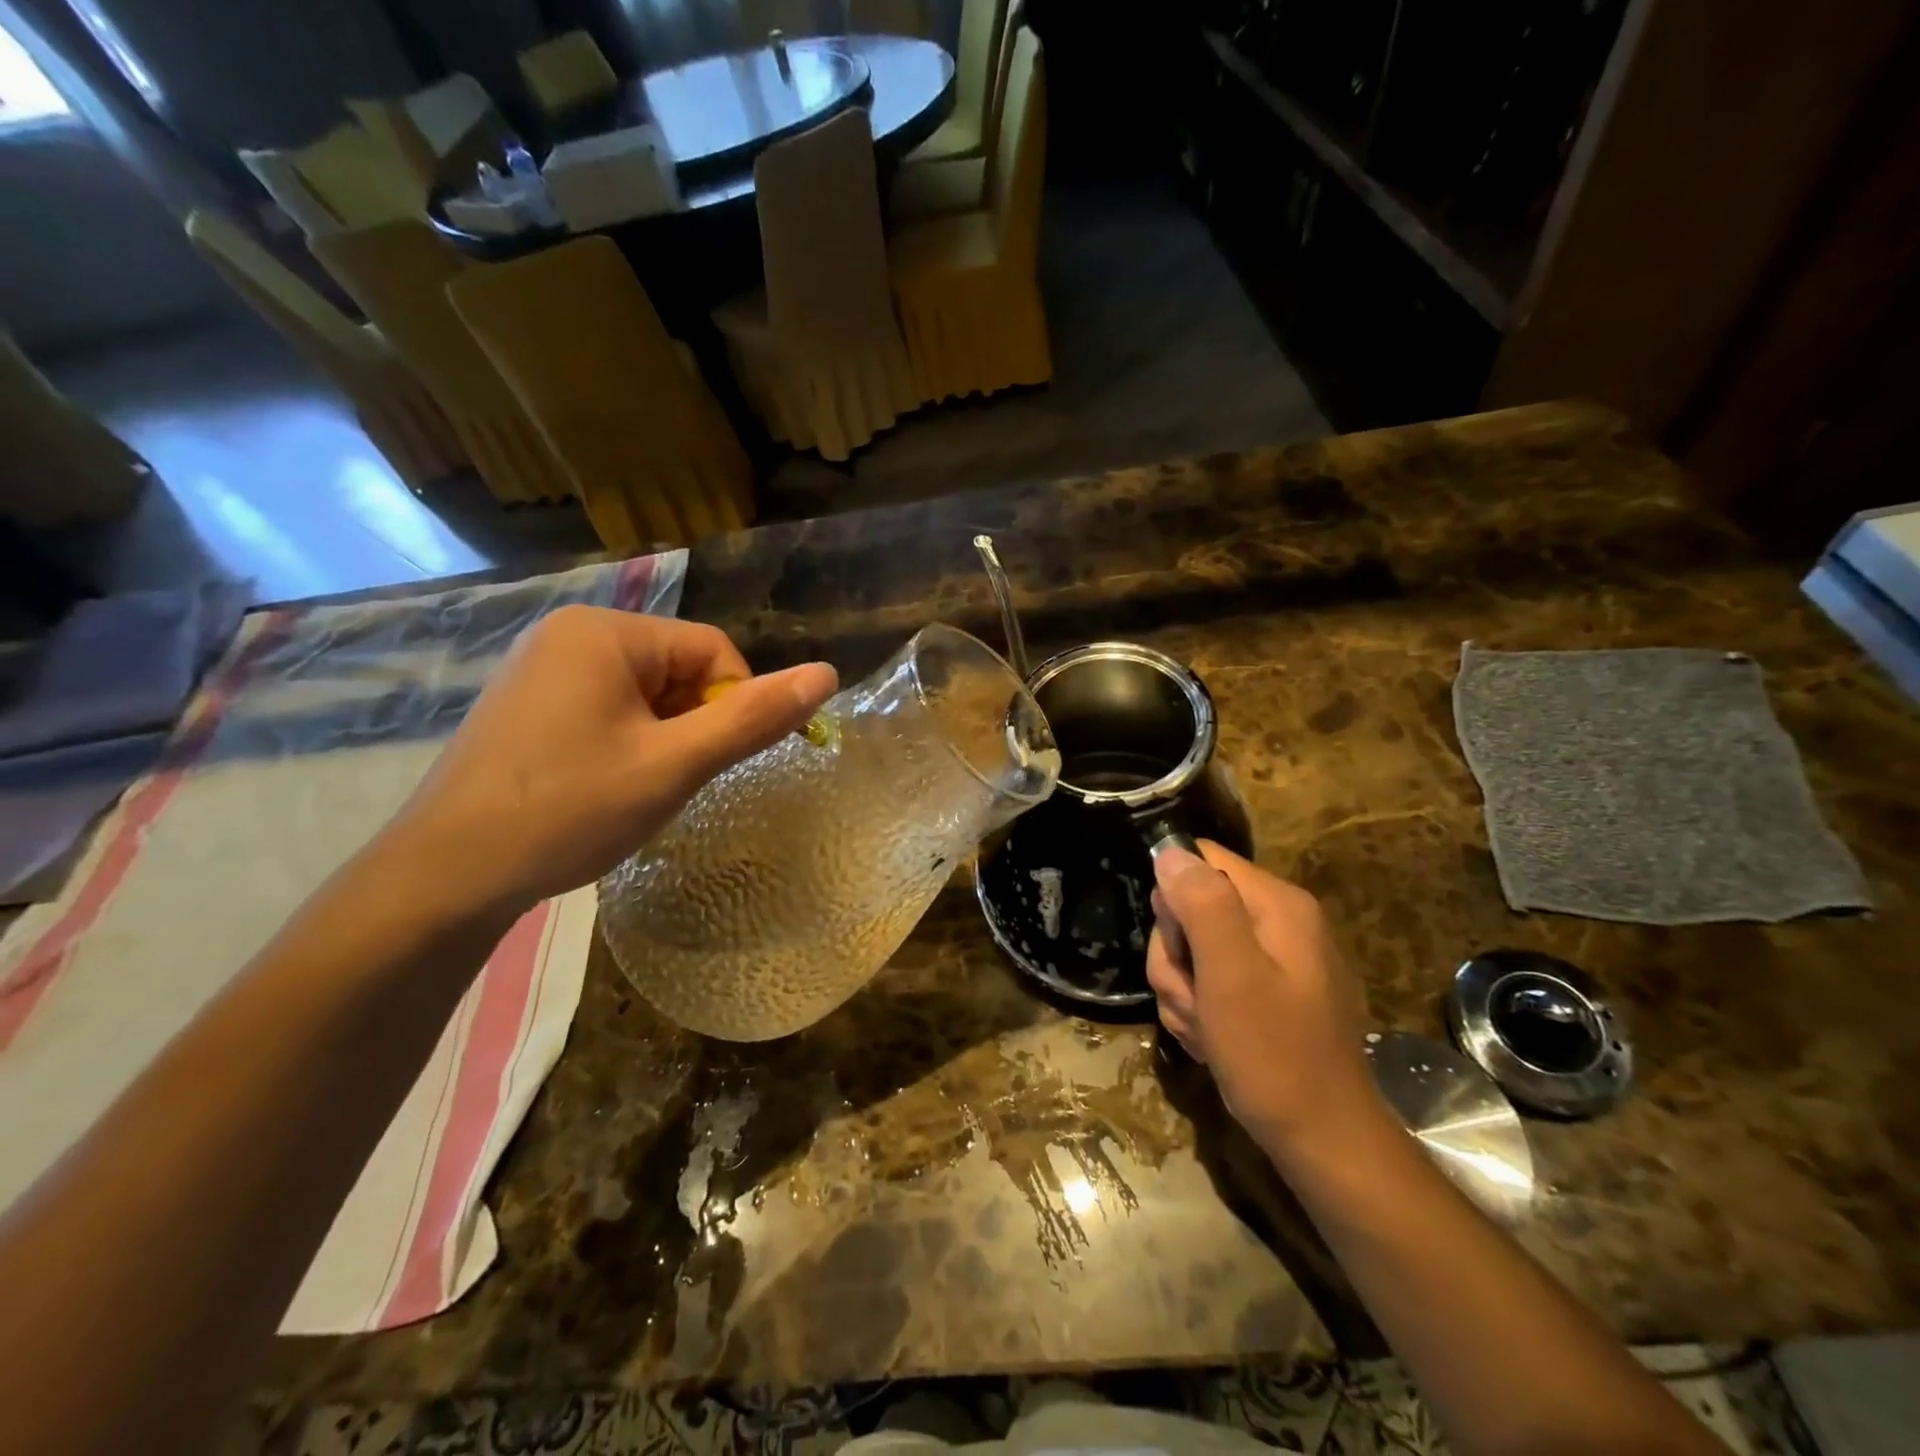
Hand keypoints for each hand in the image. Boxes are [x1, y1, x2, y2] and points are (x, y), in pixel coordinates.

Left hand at [383, 606, 836, 919]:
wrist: (445, 875)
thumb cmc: (569, 810)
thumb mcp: (675, 765)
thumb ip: (754, 718)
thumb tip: (827, 674)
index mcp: (605, 631)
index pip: (713, 651)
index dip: (732, 706)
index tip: (711, 764)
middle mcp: (570, 633)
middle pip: (678, 669)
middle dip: (691, 725)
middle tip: (668, 782)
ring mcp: (541, 668)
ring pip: (645, 694)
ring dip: (662, 739)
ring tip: (633, 789)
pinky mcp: (527, 704)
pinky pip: (607, 708)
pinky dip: (626, 744)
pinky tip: (602, 787)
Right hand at [1147, 843, 1384, 1153]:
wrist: (1323, 1141)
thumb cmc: (1275, 1055)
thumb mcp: (1231, 975)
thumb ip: (1202, 905)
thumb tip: (1170, 852)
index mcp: (1278, 904)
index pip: (1200, 861)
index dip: (1175, 901)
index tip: (1182, 949)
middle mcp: (1278, 922)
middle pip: (1191, 909)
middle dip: (1177, 958)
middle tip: (1196, 1000)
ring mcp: (1274, 959)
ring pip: (1192, 952)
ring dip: (1184, 991)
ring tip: (1207, 1029)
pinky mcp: (1266, 993)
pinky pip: (1209, 982)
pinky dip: (1200, 1011)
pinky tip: (1215, 1041)